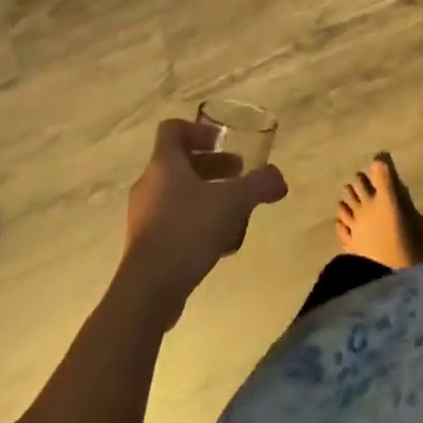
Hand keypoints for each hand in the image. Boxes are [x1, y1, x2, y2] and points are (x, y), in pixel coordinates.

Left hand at [121, 119, 286, 320]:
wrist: (147, 292)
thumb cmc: (188, 231)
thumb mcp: (233, 202)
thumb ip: (259, 185)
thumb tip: (279, 179)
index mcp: (164, 164)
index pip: (172, 130)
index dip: (197, 130)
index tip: (221, 142)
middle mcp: (149, 185)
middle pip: (179, 163)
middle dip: (212, 166)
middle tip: (238, 174)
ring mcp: (143, 218)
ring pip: (177, 194)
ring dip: (205, 195)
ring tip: (233, 211)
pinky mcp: (143, 248)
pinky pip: (171, 223)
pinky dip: (194, 223)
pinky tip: (218, 242)